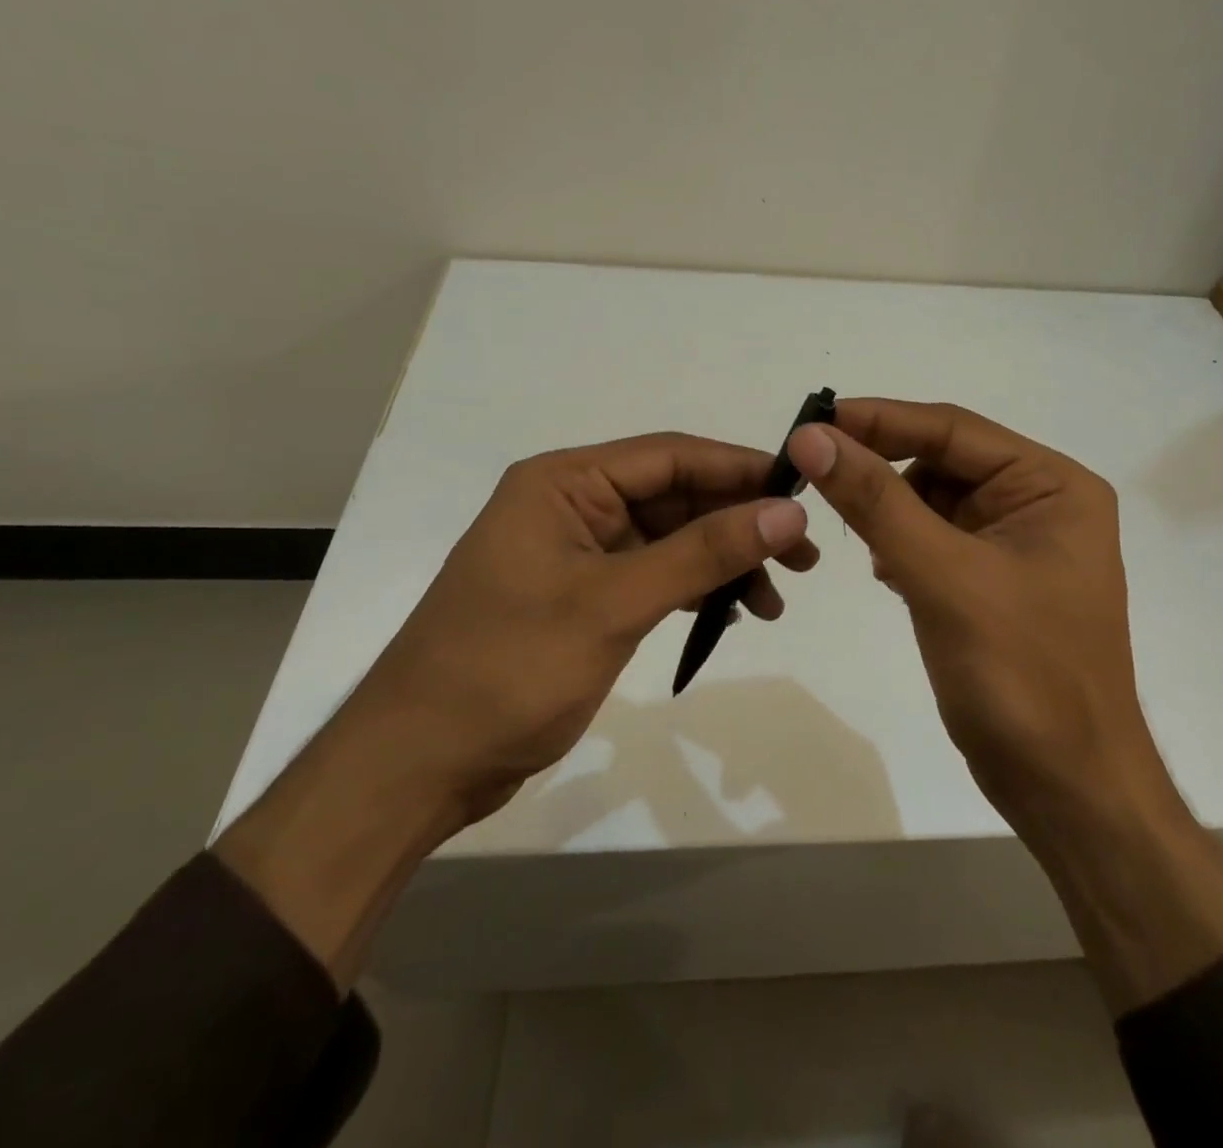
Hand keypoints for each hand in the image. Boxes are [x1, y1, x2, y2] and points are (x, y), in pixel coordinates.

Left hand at [349, 432, 816, 818]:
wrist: (417, 765)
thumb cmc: (508, 669)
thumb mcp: (614, 605)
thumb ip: (704, 554)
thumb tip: (788, 512)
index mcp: (565, 482)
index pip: (671, 456)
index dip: (741, 470)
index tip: (804, 493)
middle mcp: (572, 504)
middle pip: (676, 496)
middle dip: (739, 524)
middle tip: (804, 559)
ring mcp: (577, 552)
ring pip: (671, 539)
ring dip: (723, 563)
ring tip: (773, 602)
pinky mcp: (583, 596)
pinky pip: (654, 575)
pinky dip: (694, 590)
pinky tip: (730, 614)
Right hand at [784, 398, 1146, 828]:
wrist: (1067, 789)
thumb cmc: (1021, 676)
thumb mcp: (944, 578)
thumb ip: (876, 502)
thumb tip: (812, 438)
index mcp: (1052, 485)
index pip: (952, 430)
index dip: (879, 420)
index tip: (812, 421)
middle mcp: (1040, 503)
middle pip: (943, 461)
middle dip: (882, 470)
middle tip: (815, 476)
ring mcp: (1017, 544)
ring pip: (933, 501)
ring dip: (890, 511)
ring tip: (857, 538)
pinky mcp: (993, 581)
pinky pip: (936, 540)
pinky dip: (903, 545)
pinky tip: (885, 571)